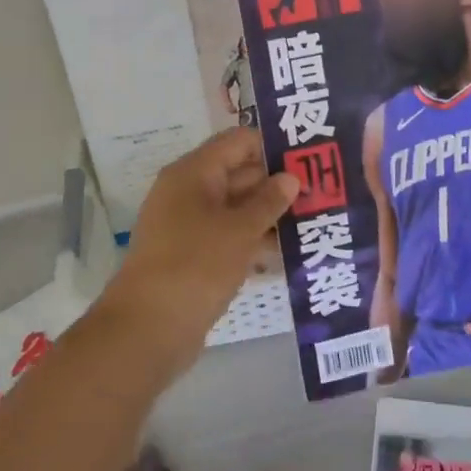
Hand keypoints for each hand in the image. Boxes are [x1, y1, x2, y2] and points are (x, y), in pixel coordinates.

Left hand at [105, 128, 299, 356]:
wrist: (148, 329)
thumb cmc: (196, 265)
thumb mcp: (240, 230)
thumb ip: (269, 201)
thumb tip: (290, 177)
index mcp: (194, 173)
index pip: (238, 142)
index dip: (273, 146)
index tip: (310, 157)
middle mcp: (189, 192)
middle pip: (239, 173)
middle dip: (278, 183)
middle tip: (322, 191)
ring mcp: (189, 225)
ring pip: (236, 208)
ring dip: (270, 215)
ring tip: (314, 221)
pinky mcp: (193, 256)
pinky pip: (229, 236)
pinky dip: (254, 240)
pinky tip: (287, 253)